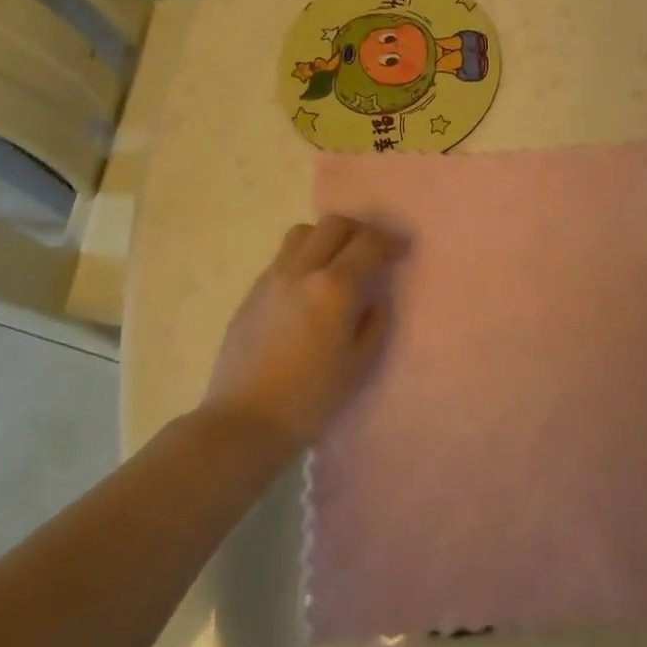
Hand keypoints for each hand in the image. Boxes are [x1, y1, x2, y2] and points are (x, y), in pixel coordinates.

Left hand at [202, 215, 401, 452]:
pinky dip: (304, 258)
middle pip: (334, 225)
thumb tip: (374, 299)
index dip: (390, 242)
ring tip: (337, 263)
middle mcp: (301, 271)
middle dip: (359, 231)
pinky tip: (308, 287)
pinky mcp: (252, 292)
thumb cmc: (311, 399)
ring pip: (303, 233)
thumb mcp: (358, 365)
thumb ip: (374, 323)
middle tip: (372, 252)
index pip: (368, 243)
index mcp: (334, 288)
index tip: (402, 250)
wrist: (244, 421)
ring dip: (327, 238)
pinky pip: (283, 257)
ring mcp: (272, 278)